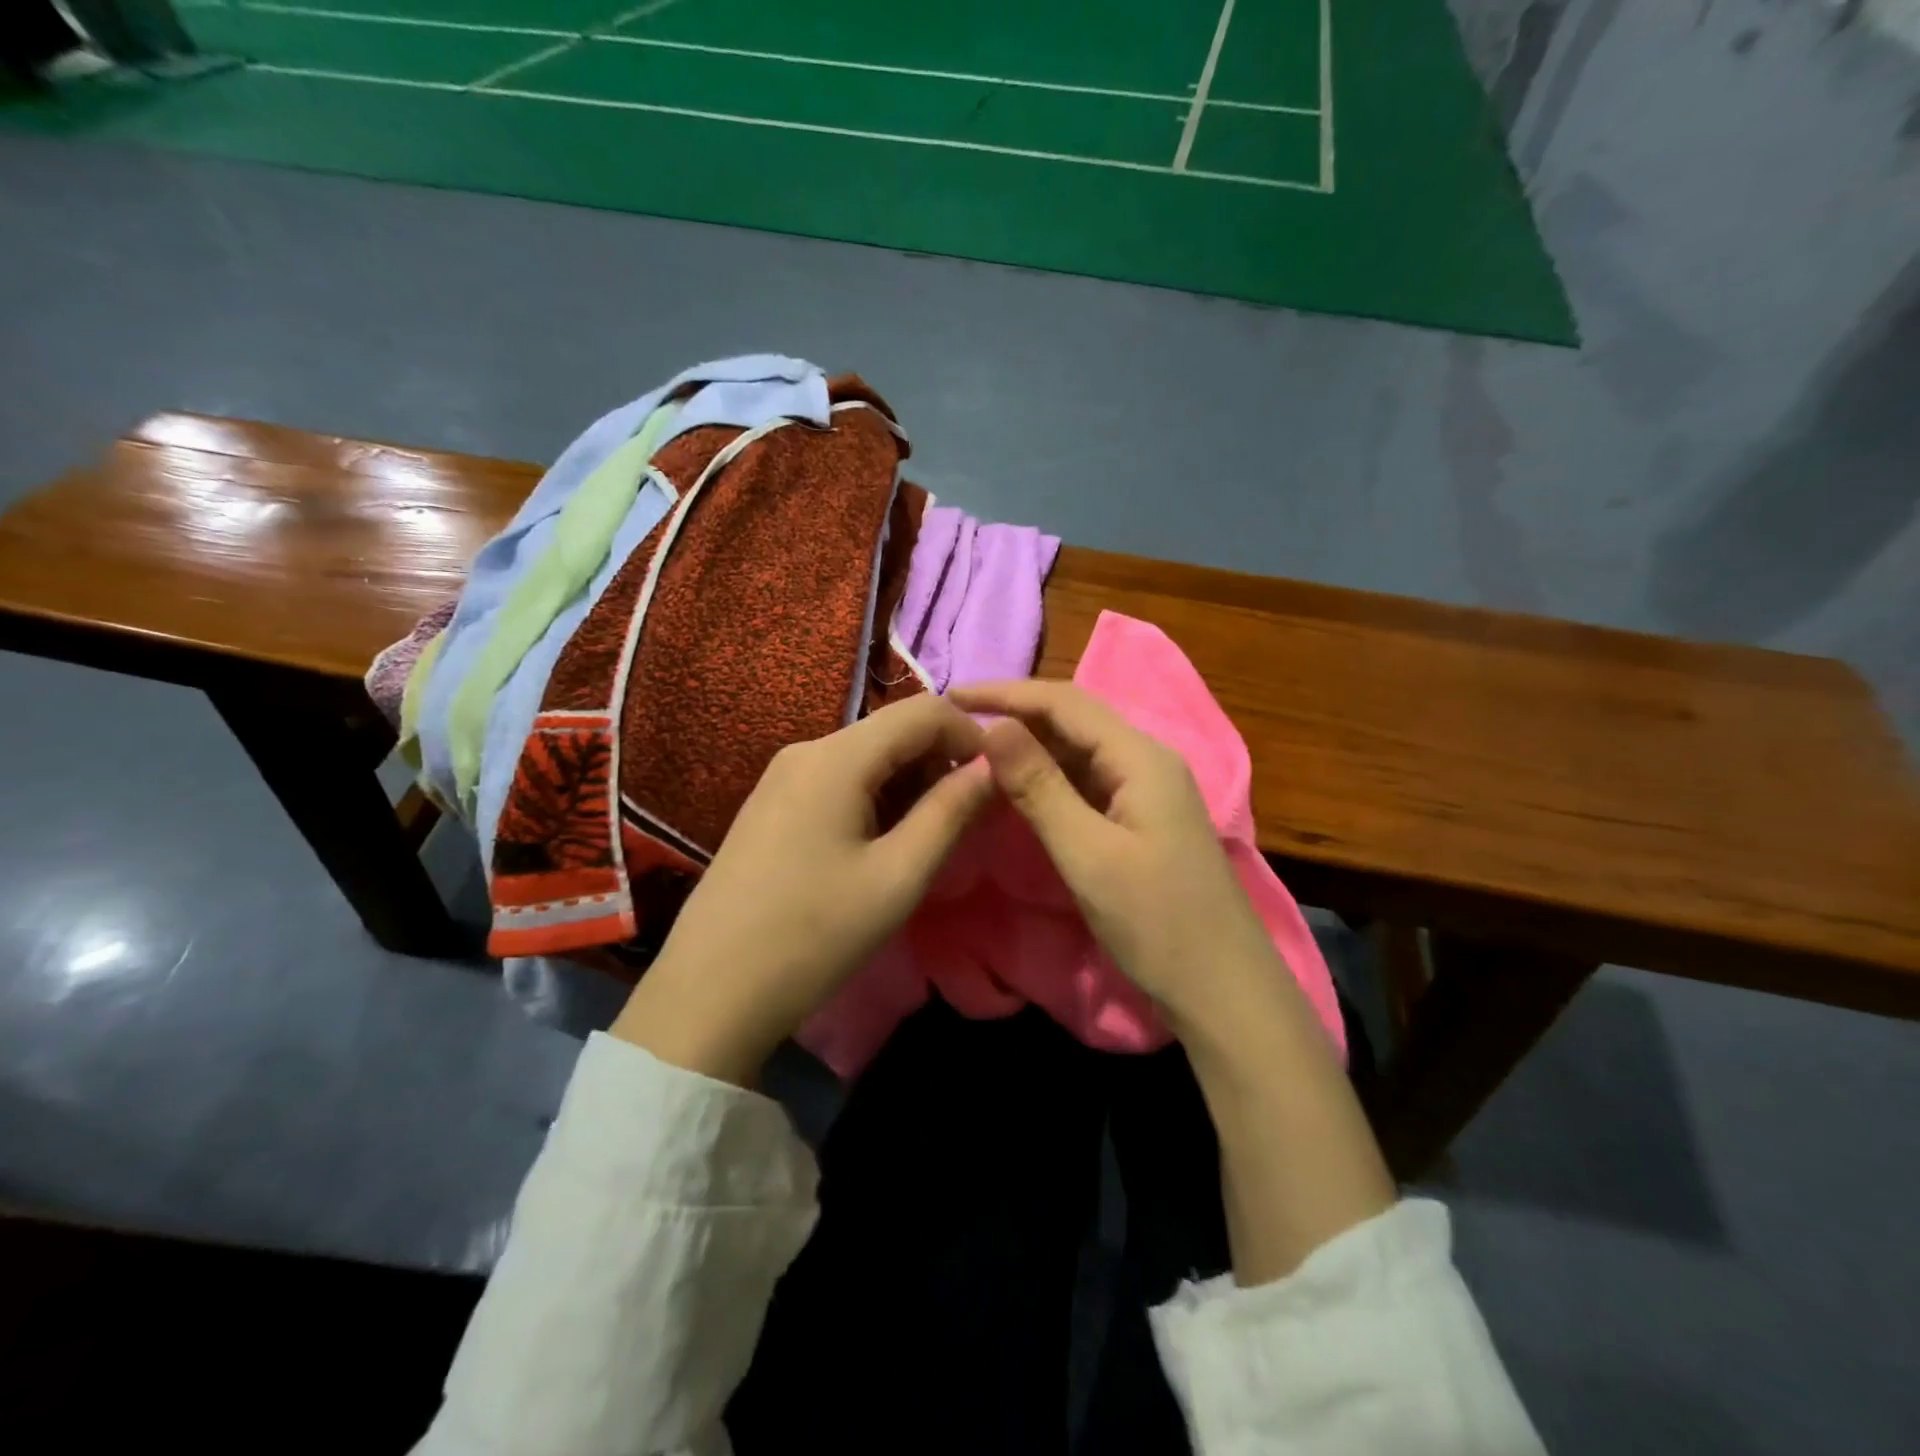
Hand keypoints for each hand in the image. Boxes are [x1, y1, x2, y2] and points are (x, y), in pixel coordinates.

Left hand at [611, 696, 992, 1084]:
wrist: (709, 993)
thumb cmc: (813, 935)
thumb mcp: (897, 876)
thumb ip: (950, 812)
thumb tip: (993, 767)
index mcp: (835, 757)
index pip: (923, 710)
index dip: (971, 734)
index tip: (999, 780)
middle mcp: (806, 750)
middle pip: (893, 731)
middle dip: (941, 763)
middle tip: (970, 818)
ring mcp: (782, 777)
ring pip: (868, 757)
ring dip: (911, 784)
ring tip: (930, 839)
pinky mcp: (771, 805)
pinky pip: (839, 781)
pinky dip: (877, 798)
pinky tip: (882, 845)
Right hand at [946, 679, 1281, 1036]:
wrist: (1224, 988)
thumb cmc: (1157, 922)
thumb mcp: (1088, 855)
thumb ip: (1039, 788)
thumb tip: (993, 727)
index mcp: (1140, 757)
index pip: (1065, 702)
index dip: (1007, 693)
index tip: (952, 696)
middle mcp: (1147, 760)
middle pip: (1075, 719)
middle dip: (1017, 713)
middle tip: (957, 723)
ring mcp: (1148, 790)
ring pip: (1080, 750)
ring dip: (1031, 744)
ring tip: (977, 749)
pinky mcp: (1143, 818)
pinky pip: (1089, 780)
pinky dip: (1050, 777)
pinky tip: (1020, 786)